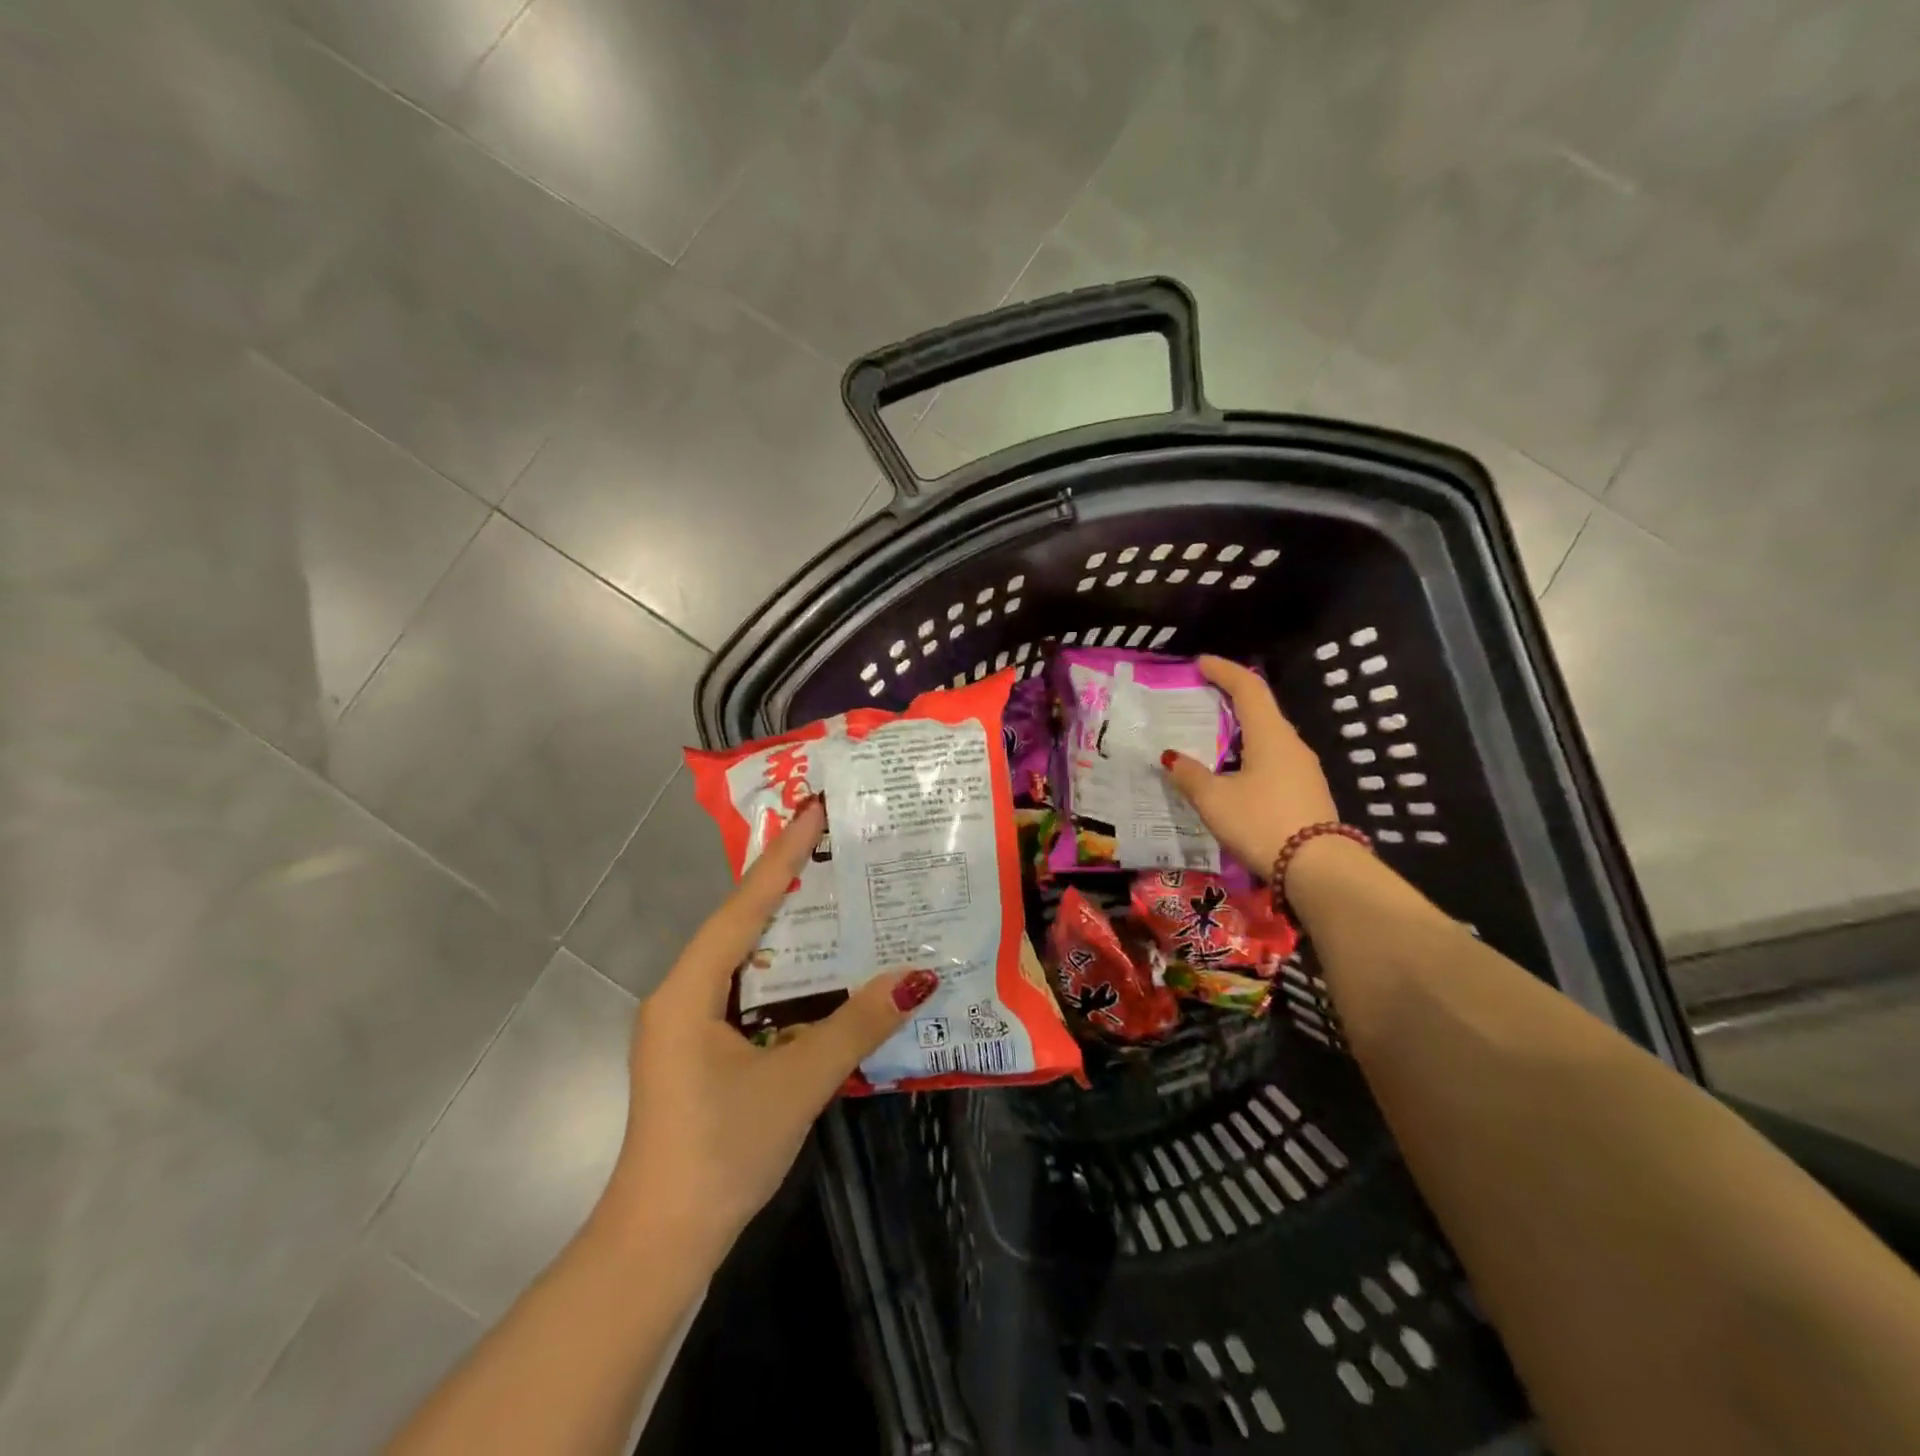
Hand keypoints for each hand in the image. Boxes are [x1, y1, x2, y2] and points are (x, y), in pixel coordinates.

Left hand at [600, 801, 936, 1260]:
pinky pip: (747, 992)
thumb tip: (916, 977)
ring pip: (744, 959)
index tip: (813, 812)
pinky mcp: (699, 1051)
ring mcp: (686, 1025)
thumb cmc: (721, 1151)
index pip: (744, 906)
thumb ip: (857, 1025)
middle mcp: (682, 995)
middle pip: (741, 924)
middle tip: (836, 848)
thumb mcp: (797, 1083)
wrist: (659, 1244)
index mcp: (689, 990)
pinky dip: (784, 975)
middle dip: (787, 885)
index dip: (782, 857)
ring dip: (787, 932)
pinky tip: (820, 972)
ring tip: (837, 897)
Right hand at [1160, 655, 1338, 875]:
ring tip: (1211, 737)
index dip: (1224, 671)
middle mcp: (1291, 744)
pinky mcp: (1306, 791)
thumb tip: (1171, 757)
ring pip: (1267, 736)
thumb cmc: (1261, 823)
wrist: (1317, 870)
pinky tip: (1232, 772)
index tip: (1201, 663)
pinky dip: (1249, 753)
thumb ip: (1190, 775)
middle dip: (1230, 698)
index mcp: (1270, 735)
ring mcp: (1303, 768)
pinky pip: (1273, 759)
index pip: (1248, 688)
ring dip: (1240, 730)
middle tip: (1200, 698)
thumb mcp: (1215, 800)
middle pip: (1260, 709)